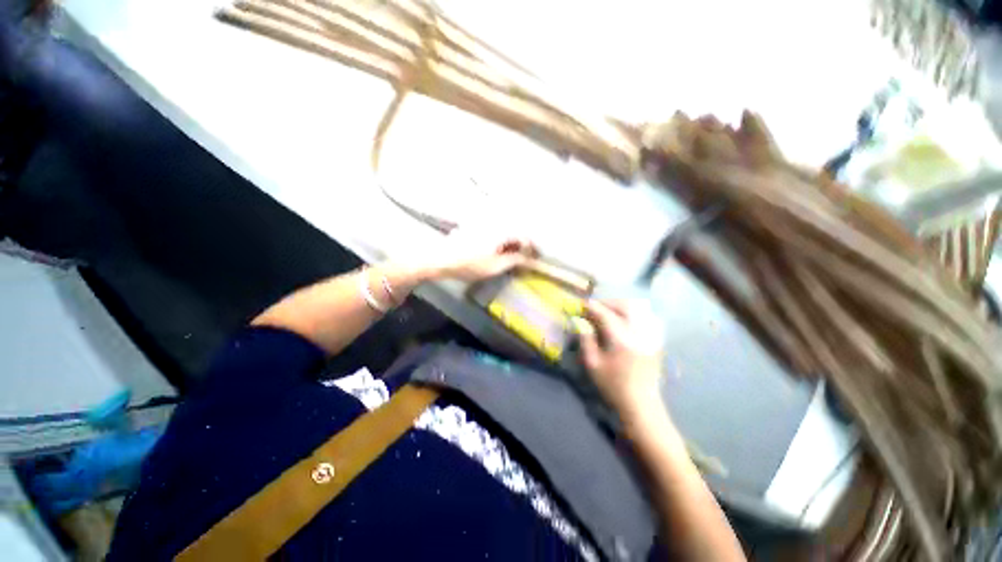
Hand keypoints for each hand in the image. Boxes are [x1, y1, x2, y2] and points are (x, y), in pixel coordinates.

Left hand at [421, 229, 538, 281]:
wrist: (442, 259)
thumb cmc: (470, 264)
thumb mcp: (495, 266)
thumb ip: (514, 260)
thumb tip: (527, 258)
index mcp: (502, 231)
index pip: (524, 236)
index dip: (532, 247)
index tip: (535, 258)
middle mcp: (494, 223)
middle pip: (515, 231)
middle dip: (522, 244)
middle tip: (525, 258)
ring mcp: (483, 224)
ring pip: (504, 230)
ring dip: (511, 242)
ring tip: (512, 256)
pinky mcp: (475, 227)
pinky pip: (494, 231)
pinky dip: (500, 240)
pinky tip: (497, 250)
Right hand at [580, 299, 665, 417]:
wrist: (641, 403)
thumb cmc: (613, 385)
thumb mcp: (592, 363)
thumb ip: (586, 339)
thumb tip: (580, 321)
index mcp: (622, 339)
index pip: (605, 314)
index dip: (592, 307)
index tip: (581, 304)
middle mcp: (639, 332)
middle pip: (624, 306)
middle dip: (607, 303)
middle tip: (594, 307)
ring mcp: (651, 335)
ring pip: (638, 308)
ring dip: (620, 305)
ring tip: (608, 311)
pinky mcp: (657, 339)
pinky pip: (647, 316)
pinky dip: (634, 312)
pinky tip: (625, 319)